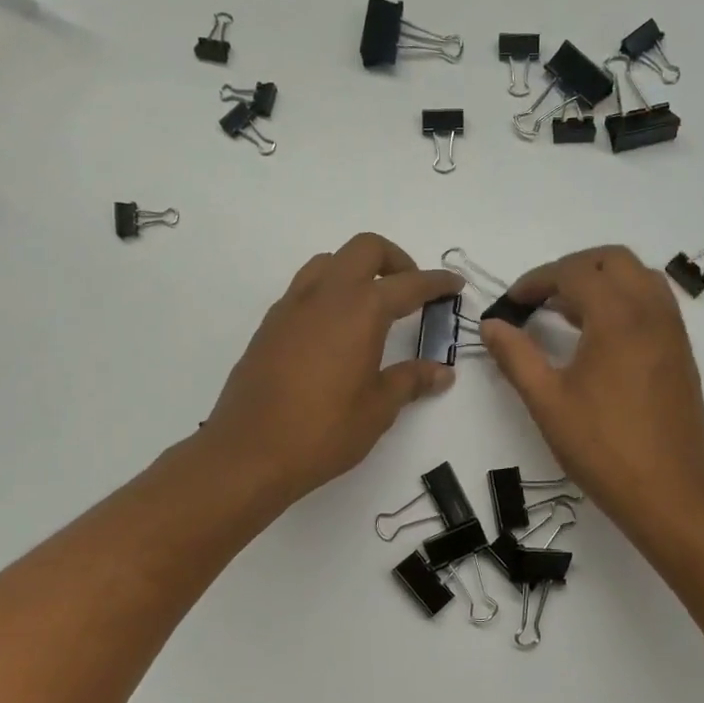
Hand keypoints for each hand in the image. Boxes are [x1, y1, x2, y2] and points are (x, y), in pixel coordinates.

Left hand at [205, 233, 462, 503]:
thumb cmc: (324, 431)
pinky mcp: (269, 326)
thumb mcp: (378, 408)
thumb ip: (410, 380)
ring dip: (357, 270)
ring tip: (372, 306)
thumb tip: (441, 372)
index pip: (408, 283)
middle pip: (364, 250)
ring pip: (329, 262)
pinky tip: (336, 331)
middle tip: (411, 290)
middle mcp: (325, 296)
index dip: (437, 282)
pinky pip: (305, 289)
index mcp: (360, 310)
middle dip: (396, 260)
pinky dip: (329, 293)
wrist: (249, 453)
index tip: (455, 285)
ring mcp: (291, 307)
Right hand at [479, 246, 703, 530]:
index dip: (537, 280)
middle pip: (613, 260)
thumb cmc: (603, 448)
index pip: (575, 272)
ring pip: (639, 277)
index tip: (512, 302)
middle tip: (540, 297)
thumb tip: (491, 325)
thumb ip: (516, 357)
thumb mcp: (548, 402)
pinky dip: (623, 300)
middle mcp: (651, 312)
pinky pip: (653, 303)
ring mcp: (673, 331)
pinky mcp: (681, 352)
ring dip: (601, 280)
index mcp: (618, 318)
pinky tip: (599, 336)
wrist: (671, 492)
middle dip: (572, 268)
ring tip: (567, 312)